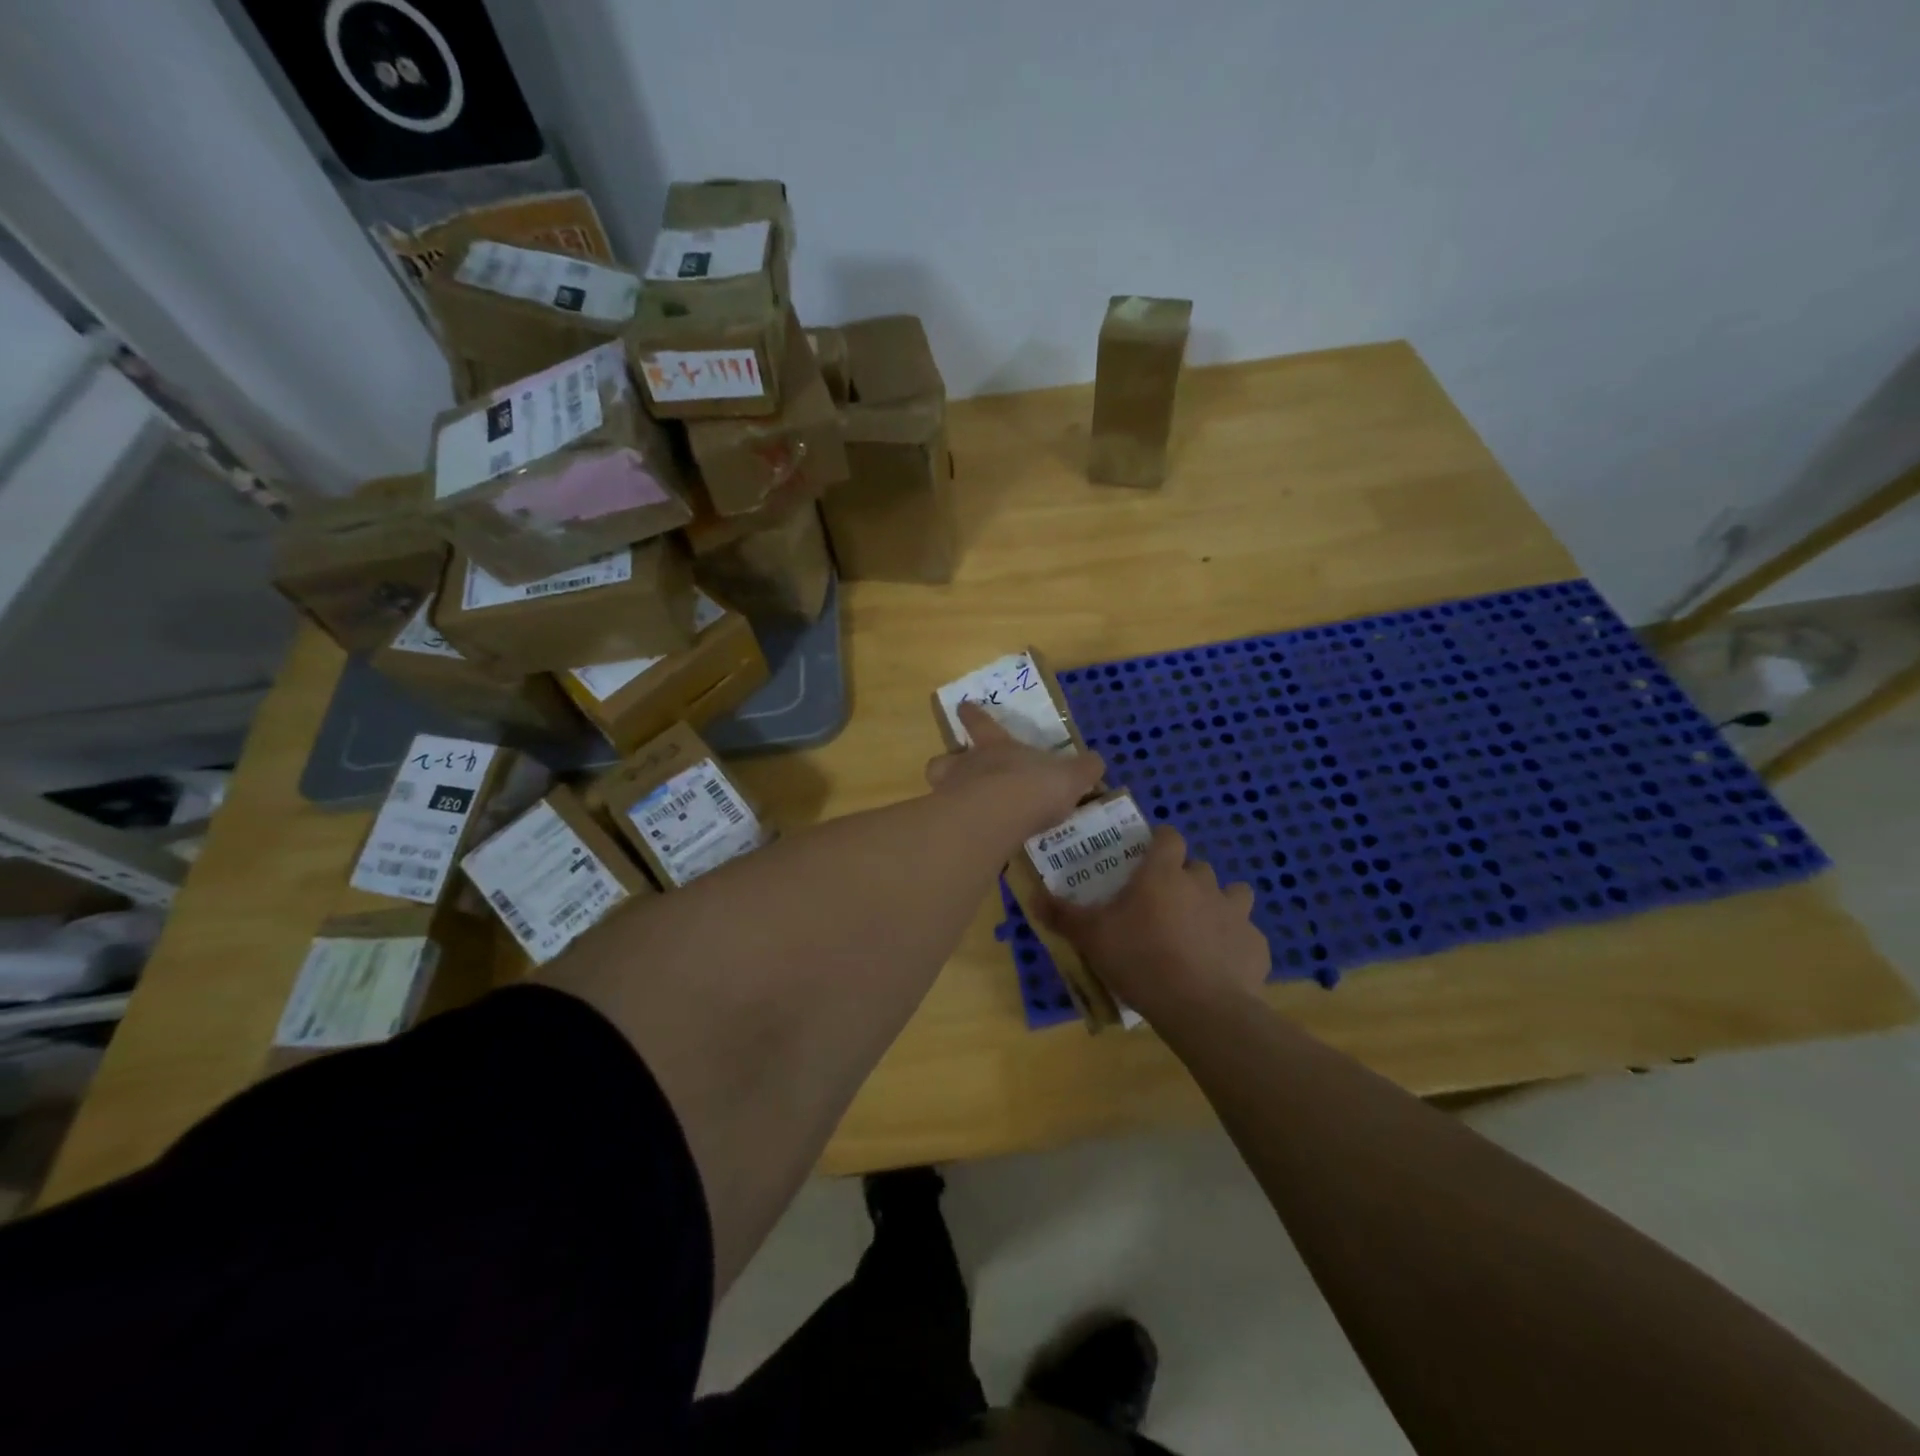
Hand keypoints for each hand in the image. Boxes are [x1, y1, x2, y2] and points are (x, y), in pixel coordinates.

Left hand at [926, 701, 1105, 840]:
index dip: (974, 714)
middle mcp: (968, 765)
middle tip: (954, 771)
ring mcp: (951, 793)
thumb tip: (1096, 762)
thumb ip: (1083, 769)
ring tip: (959, 808)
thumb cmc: (1035, 786)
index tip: (963, 705)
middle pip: (946, 758)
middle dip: (948, 762)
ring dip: (946, 793)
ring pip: (937, 785)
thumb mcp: (1071, 775)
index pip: (981, 723)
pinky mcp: (947, 823)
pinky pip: (946, 821)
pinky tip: (969, 839)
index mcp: (997, 747)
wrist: (999, 816)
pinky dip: (955, 826)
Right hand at [1036, 826, 1269, 1024]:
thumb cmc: (1140, 959)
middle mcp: (1203, 883)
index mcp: (1164, 873)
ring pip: (1233, 895)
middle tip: (1164, 906)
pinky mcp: (1256, 945)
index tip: (1147, 859)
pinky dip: (1235, 944)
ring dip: (1218, 905)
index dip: (1159, 843)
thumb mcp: (1091, 938)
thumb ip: (1063, 915)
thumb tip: (1033, 897)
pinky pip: (1247, 935)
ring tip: (1200, 931)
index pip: (1168, 836)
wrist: (1200, 1008)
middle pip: (1198, 867)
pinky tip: (1221, 966)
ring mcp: (1235, 913)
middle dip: (1185, 880)